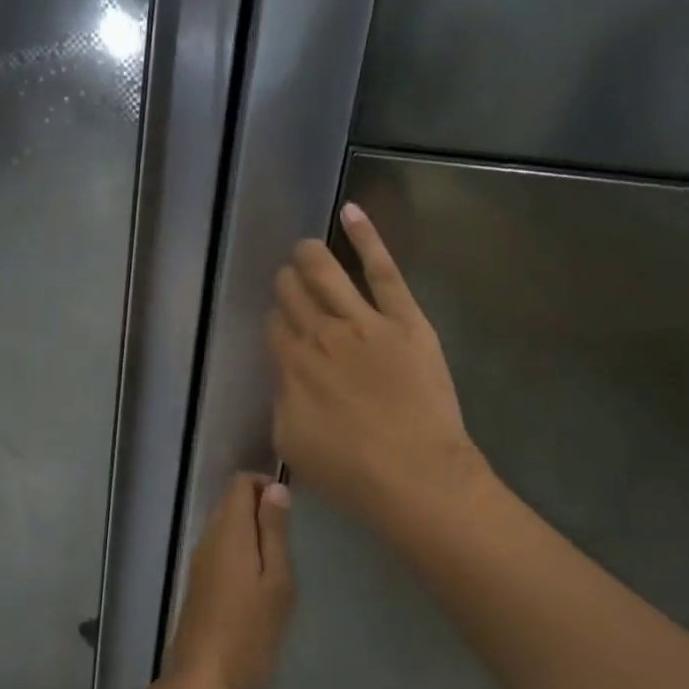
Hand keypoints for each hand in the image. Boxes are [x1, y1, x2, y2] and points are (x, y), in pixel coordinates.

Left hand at [165, 473, 294, 688]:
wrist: (204, 679)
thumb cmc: (250, 630)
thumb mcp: (276, 580)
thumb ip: (274, 532)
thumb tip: (276, 488)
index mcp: (228, 530)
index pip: (240, 482)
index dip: (266, 485)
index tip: (291, 510)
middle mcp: (208, 537)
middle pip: (230, 502)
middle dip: (260, 508)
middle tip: (291, 538)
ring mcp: (198, 561)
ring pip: (225, 526)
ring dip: (251, 532)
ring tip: (280, 560)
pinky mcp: (197, 583)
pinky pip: (219, 549)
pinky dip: (240, 551)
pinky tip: (258, 580)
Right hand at [267, 203, 487, 537]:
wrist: (413, 475)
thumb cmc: (350, 472)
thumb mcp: (292, 444)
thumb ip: (283, 401)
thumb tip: (286, 378)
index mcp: (292, 366)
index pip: (274, 327)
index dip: (274, 321)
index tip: (279, 324)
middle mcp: (320, 334)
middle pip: (294, 296)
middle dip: (286, 286)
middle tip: (288, 283)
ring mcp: (363, 321)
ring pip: (326, 274)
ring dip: (309, 257)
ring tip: (303, 246)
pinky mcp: (403, 318)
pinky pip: (381, 269)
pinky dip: (364, 237)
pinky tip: (350, 212)